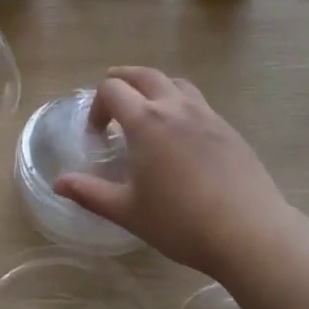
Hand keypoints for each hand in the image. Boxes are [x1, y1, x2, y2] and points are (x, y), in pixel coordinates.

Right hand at [53, 67, 287, 276]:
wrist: (250, 233)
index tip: (97, 133)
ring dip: (155, 87)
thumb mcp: (128, 211)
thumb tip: (58, 184)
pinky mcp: (229, 130)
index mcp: (145, 121)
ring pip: (175, 83)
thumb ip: (90, 193)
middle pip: (144, 74)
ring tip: (148, 109)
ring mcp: (206, 115)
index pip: (112, 88)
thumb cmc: (181, 222)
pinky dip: (181, 104)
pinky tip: (182, 135)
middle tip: (113, 100)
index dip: (97, 105)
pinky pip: (198, 102)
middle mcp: (175, 107)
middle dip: (122, 81)